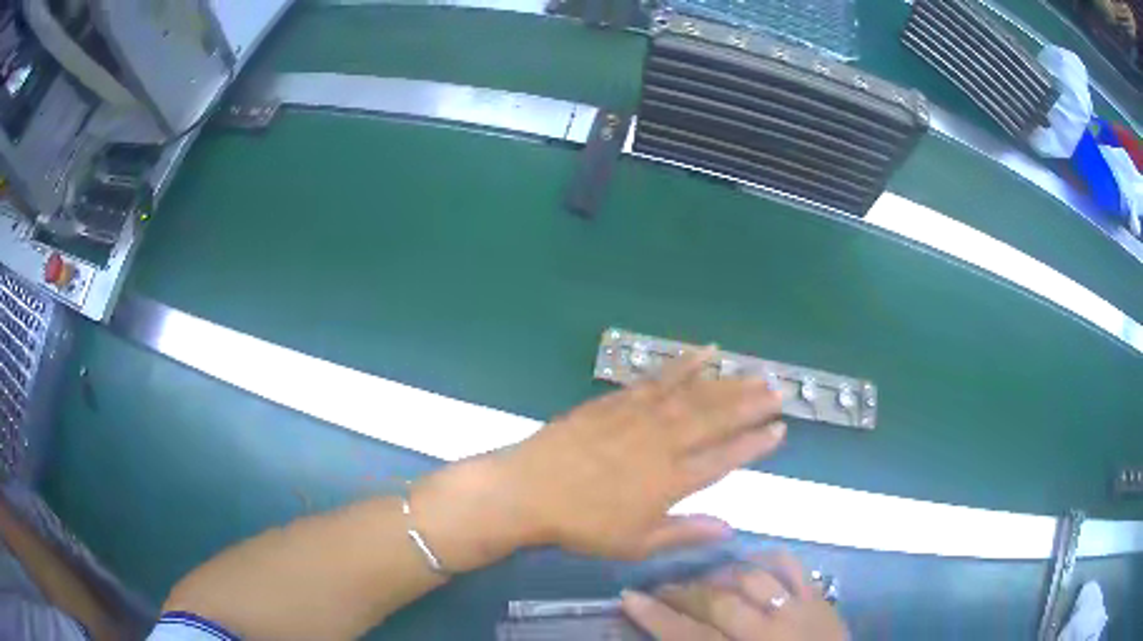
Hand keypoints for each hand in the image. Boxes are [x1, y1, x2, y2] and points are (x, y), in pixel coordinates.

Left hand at [495, 348, 784, 559]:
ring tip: (755, 372)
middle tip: (778, 392)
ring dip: (729, 382)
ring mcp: (641, 415)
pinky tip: (705, 352)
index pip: (726, 458)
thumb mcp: (636, 543)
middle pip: (717, 419)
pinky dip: (685, 363)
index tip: (780, 430)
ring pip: (695, 394)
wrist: (529, 490)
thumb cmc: (582, 524)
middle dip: (752, 405)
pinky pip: (660, 377)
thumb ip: (685, 533)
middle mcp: (664, 442)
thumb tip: (730, 529)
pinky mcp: (618, 400)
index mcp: (672, 480)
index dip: (756, 444)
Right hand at [621, 551, 848, 639]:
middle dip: (682, 593)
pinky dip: (765, 558)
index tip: (628, 597)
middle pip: (717, 602)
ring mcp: (798, 608)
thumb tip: (670, 636)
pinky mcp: (819, 596)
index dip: (656, 616)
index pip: (689, 634)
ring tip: (702, 578)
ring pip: (750, 578)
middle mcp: (768, 630)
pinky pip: (791, 565)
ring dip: (718, 574)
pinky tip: (748, 561)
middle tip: (661, 589)